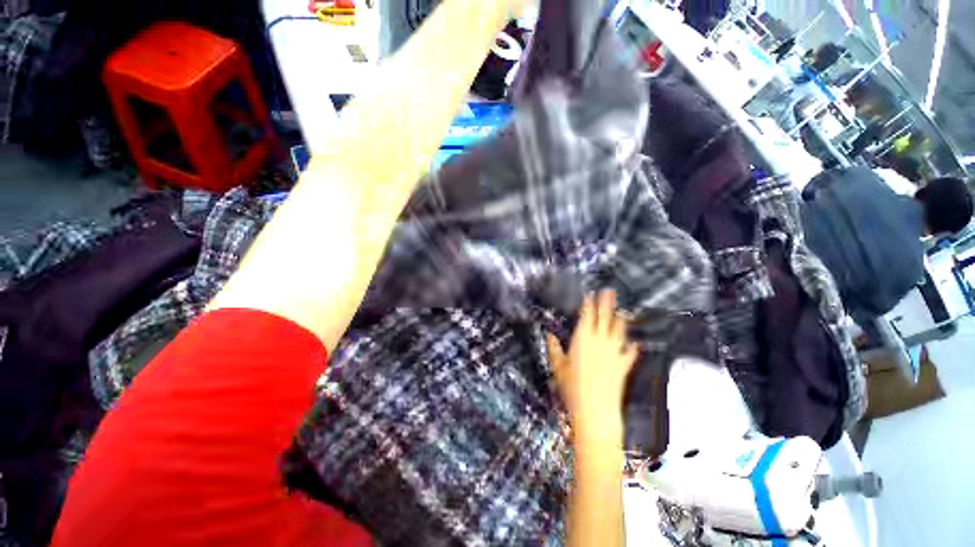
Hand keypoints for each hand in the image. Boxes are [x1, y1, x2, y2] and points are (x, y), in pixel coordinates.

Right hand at [547, 290, 637, 447]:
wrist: (596, 410)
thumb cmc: (572, 387)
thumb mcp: (558, 366)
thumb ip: (553, 348)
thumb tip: (548, 334)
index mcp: (583, 338)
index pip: (587, 315)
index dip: (589, 303)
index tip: (591, 293)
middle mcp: (600, 340)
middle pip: (605, 317)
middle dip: (607, 303)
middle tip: (610, 291)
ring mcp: (614, 352)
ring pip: (619, 330)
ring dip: (621, 319)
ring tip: (623, 311)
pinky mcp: (624, 365)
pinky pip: (630, 352)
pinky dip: (632, 347)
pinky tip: (635, 344)